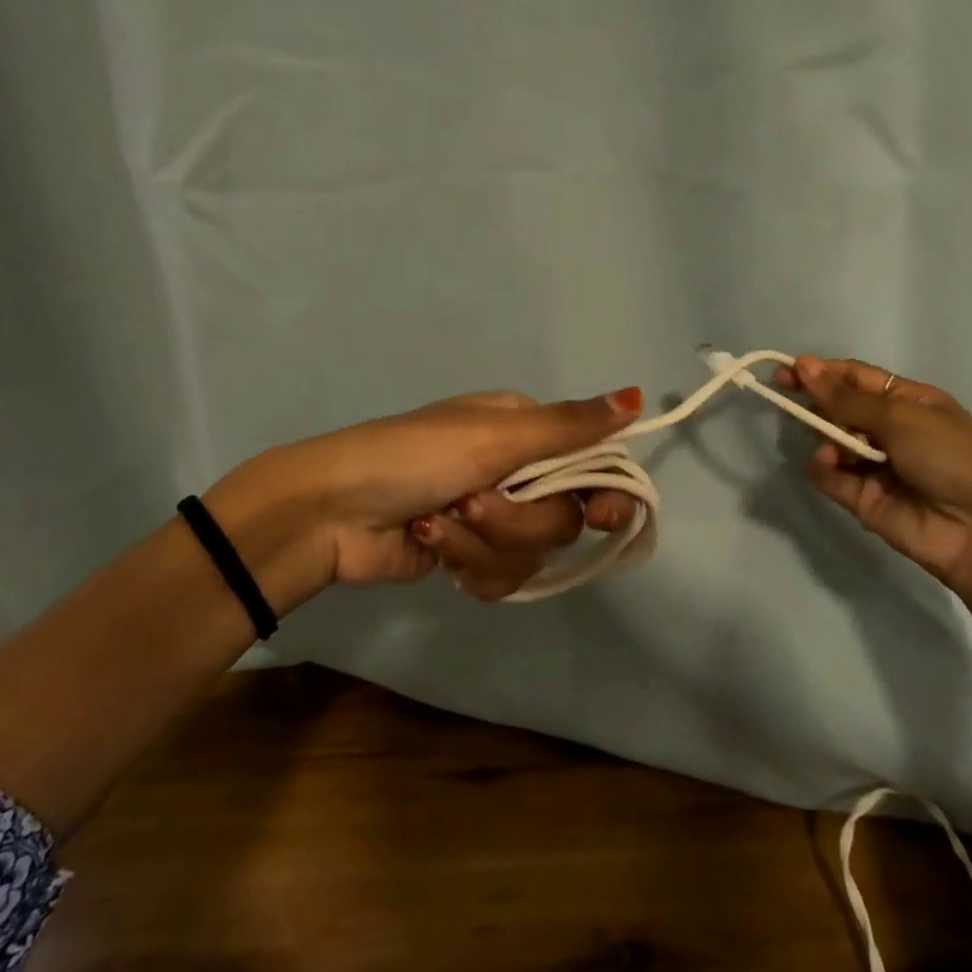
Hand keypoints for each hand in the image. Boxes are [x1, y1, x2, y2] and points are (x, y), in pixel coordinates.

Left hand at [207, 387, 643, 600]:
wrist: (334, 511)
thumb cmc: (415, 456)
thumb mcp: (495, 434)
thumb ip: (570, 425)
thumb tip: (637, 395)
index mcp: (524, 430)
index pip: (592, 462)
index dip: (603, 492)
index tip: (601, 513)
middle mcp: (515, 470)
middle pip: (563, 516)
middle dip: (517, 520)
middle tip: (473, 502)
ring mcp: (491, 517)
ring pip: (531, 552)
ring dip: (483, 543)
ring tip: (437, 524)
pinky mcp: (468, 557)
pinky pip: (502, 577)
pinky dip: (469, 566)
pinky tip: (434, 548)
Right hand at [777, 356, 971, 588]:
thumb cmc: (951, 456)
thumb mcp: (900, 416)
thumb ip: (844, 397)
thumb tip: (803, 365)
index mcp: (908, 402)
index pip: (855, 379)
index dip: (821, 372)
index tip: (786, 370)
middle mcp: (890, 431)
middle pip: (839, 409)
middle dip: (815, 402)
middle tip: (786, 396)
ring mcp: (874, 466)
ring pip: (830, 442)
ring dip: (823, 437)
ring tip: (830, 447)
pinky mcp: (861, 498)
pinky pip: (829, 476)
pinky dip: (822, 468)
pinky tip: (828, 464)